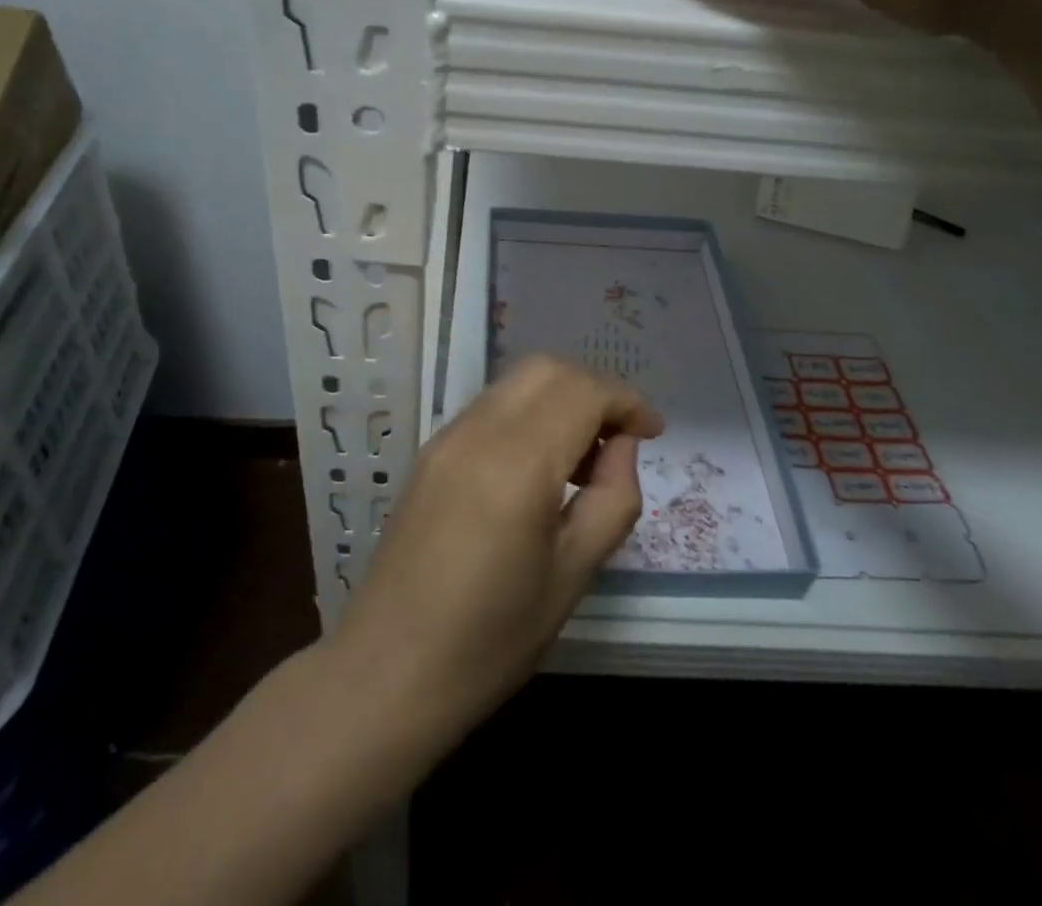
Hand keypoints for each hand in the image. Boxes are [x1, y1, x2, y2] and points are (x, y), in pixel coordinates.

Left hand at [330, 356, 661, 740]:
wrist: (387, 672)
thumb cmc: (491, 640)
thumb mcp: (573, 576)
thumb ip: (612, 499)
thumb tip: (623, 446)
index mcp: (517, 463)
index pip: (583, 392)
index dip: (627, 401)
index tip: (653, 432)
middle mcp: (478, 431)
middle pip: (548, 369)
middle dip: (595, 389)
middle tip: (620, 441)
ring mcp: (448, 436)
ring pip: (518, 381)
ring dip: (561, 398)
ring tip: (584, 460)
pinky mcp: (431, 451)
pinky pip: (492, 406)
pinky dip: (529, 412)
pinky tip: (540, 466)